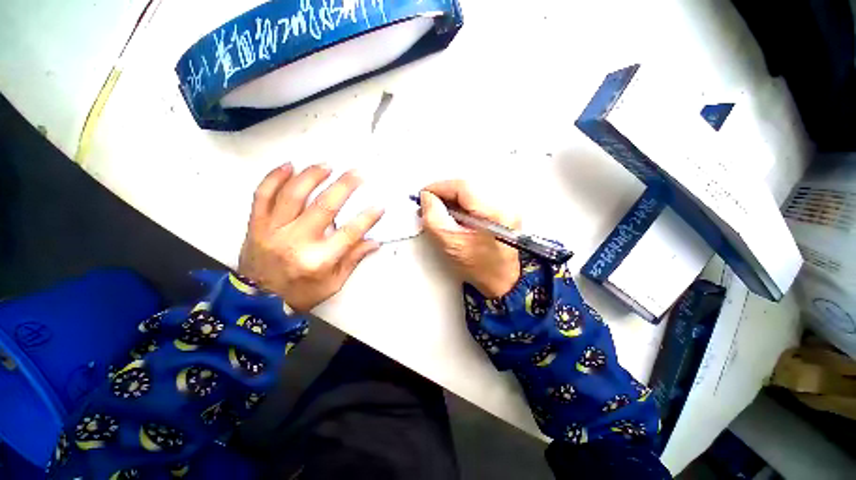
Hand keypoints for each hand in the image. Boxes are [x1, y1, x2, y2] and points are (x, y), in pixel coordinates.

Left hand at [239, 163, 383, 311]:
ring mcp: (272, 231)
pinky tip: (290, 165)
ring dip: (312, 176)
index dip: (367, 218)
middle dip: (344, 186)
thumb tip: (374, 242)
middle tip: (357, 173)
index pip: (350, 234)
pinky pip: (262, 195)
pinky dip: (275, 177)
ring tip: (327, 165)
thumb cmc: (301, 294)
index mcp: (319, 260)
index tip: (380, 206)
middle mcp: (296, 242)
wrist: (256, 303)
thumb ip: (353, 259)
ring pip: (292, 195)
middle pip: (324, 207)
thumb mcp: (333, 283)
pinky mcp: (255, 225)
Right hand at [420, 180, 520, 297]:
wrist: (501, 280)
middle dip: (444, 194)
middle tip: (429, 204)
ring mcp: (505, 208)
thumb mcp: (450, 244)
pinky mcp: (502, 212)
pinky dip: (461, 205)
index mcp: (494, 214)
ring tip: (439, 212)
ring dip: (452, 200)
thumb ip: (434, 218)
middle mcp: (505, 206)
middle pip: (467, 188)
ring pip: (470, 193)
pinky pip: (476, 200)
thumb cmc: (480, 268)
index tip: (424, 194)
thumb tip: (428, 198)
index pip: (463, 187)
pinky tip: (453, 215)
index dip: (440, 187)